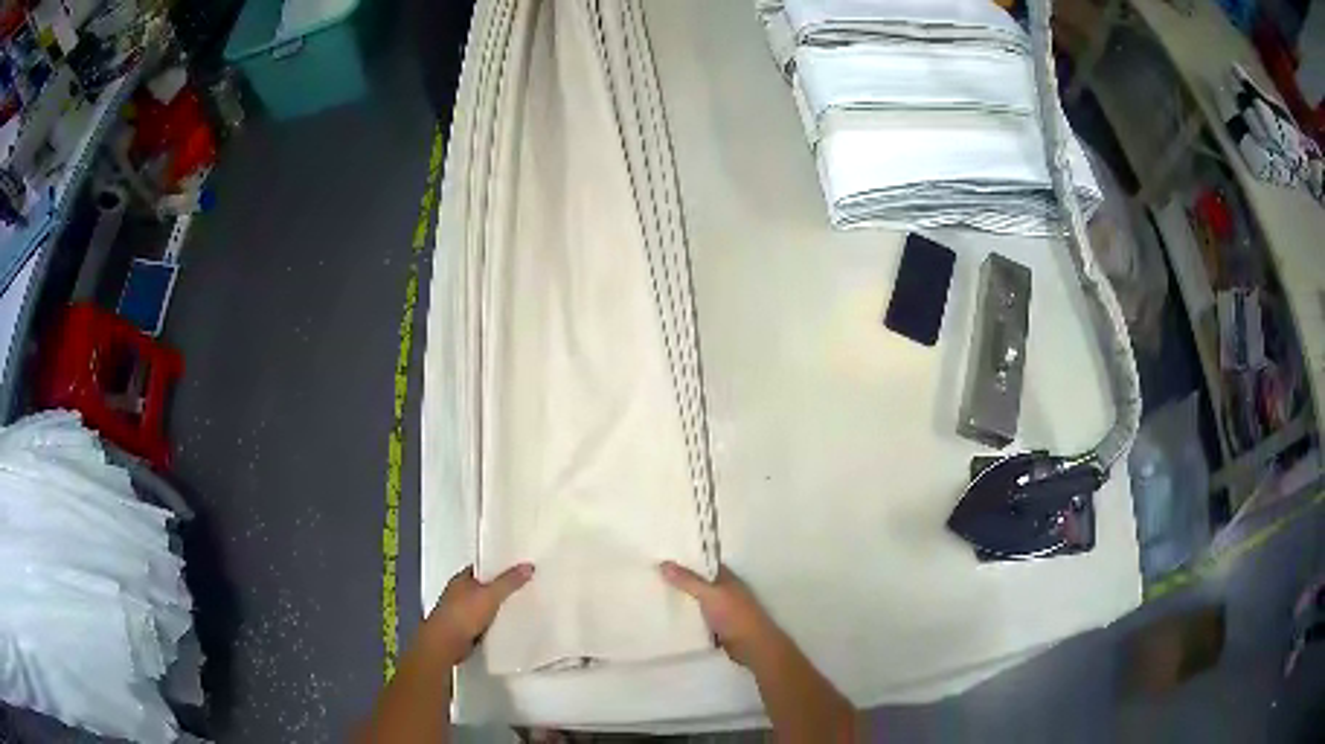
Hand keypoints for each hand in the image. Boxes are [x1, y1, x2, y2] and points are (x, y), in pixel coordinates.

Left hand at [424, 564, 533, 664]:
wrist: (446, 643)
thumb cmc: (463, 614)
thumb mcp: (490, 595)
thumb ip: (509, 582)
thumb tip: (528, 566)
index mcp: (461, 579)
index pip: (482, 568)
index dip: (498, 567)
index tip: (517, 568)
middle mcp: (459, 593)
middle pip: (483, 587)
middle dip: (500, 589)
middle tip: (523, 588)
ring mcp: (460, 612)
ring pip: (484, 606)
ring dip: (496, 608)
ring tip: (520, 606)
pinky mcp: (464, 629)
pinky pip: (484, 622)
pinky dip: (493, 623)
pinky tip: (507, 626)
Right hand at [659, 561, 784, 668]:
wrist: (751, 646)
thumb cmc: (734, 615)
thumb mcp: (710, 594)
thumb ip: (688, 580)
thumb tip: (663, 563)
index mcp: (726, 578)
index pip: (703, 563)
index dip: (684, 560)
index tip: (660, 557)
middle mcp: (723, 591)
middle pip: (697, 583)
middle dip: (678, 581)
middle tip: (650, 577)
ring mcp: (720, 610)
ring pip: (695, 601)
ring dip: (680, 600)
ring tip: (652, 595)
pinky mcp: (716, 626)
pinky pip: (696, 618)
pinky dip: (684, 617)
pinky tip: (666, 618)